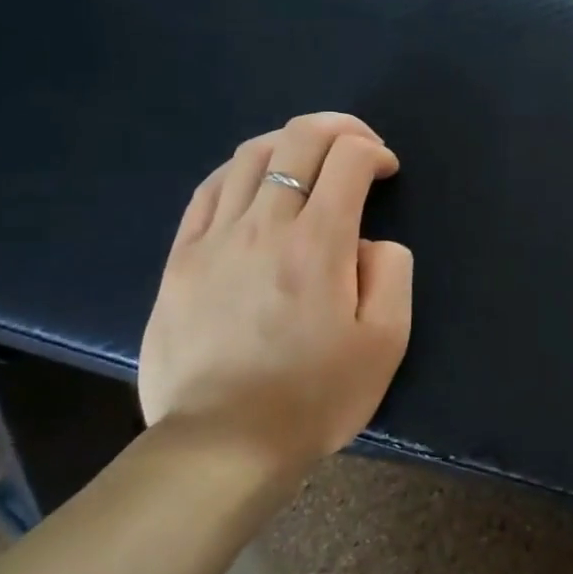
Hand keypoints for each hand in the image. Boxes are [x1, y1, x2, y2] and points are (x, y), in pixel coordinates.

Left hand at [138, 114, 412, 473]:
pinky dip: (242, 169)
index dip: (375, 151)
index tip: (387, 172)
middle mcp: (264, 226)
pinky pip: (209, 190)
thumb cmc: (316, 396)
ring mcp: (214, 239)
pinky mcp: (180, 259)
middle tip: (359, 145)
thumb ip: (392, 272)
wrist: (224, 445)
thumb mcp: (386, 341)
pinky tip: (257, 182)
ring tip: (311, 160)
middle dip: (339, 128)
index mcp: (319, 243)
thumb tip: (369, 241)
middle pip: (298, 140)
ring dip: (290, 142)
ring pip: (251, 156)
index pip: (348, 159)